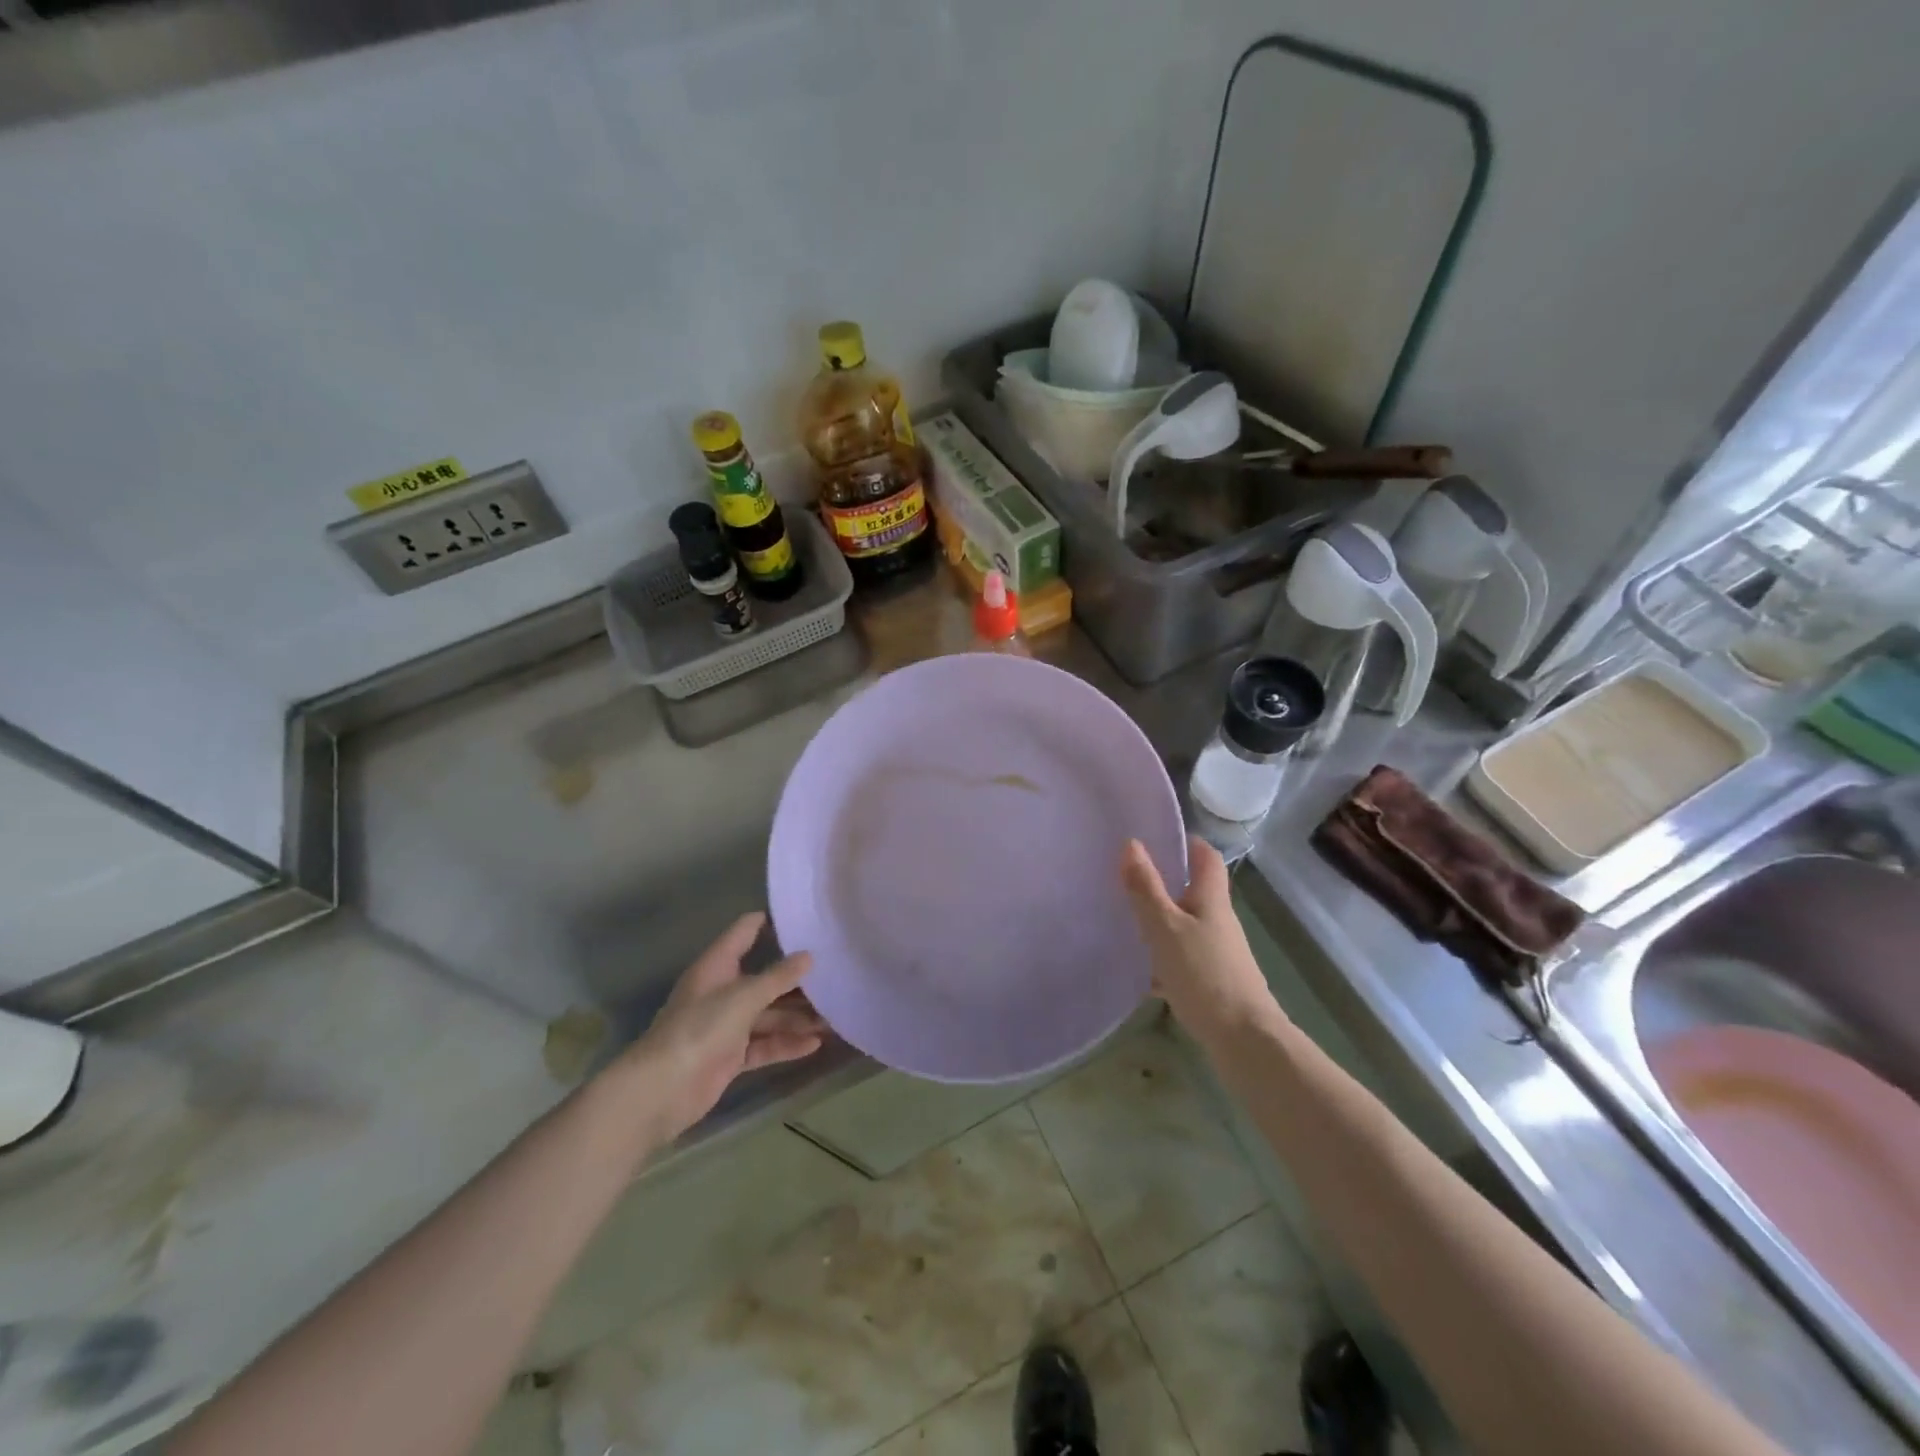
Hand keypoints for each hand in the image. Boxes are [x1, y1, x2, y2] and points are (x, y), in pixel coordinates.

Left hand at [620, 913, 825, 1141]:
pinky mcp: (731, 1057)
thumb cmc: (700, 1029)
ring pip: (768, 1015)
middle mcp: (722, 991)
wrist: (662, 1090)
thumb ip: (777, 977)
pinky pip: (764, 1045)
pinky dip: (786, 1043)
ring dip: (798, 1016)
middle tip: (835, 973)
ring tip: (834, 1016)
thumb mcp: (743, 996)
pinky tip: (814, 1044)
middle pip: (764, 978)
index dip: (771, 923)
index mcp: (717, 966)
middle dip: (796, 979)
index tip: (806, 919)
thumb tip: (808, 956)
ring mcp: (726, 1026)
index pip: (744, 933)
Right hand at [1121, 836, 1283, 1044]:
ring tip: (1127, 923)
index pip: (1206, 857)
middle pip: (1194, 892)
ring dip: (1162, 922)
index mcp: (1211, 900)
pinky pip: (1185, 959)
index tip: (1158, 838)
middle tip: (1129, 880)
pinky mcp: (1215, 982)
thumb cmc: (1203, 974)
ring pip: (1187, 927)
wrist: (1244, 1040)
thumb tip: (1133, 843)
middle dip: (1165, 884)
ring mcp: (1220, 954)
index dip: (1187, 842)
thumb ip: (1146, 888)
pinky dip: (1165, 959)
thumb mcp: (1165, 927)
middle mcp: (1219, 922)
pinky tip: (1143, 974)